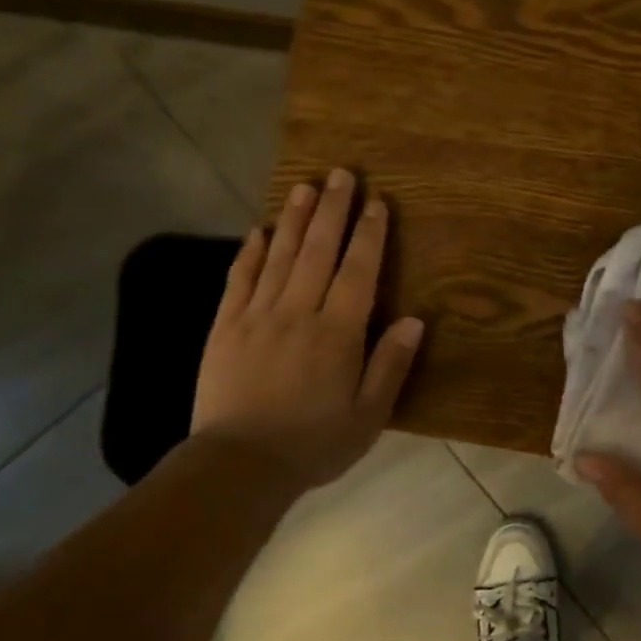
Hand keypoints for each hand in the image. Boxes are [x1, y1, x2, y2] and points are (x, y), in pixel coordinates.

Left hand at [191, 168, 423, 492]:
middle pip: (318, 251)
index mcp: (337, 333)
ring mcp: (257, 317)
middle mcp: (298, 313)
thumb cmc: (314, 444)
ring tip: (305, 186)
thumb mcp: (368, 415)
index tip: (378, 203)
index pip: (358, 272)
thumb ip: (390, 365)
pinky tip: (259, 231)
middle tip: (342, 175)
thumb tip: (415, 320)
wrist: (240, 465)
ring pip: (279, 257)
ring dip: (294, 219)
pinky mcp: (225, 328)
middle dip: (333, 211)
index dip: (370, 235)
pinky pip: (239, 280)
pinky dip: (250, 253)